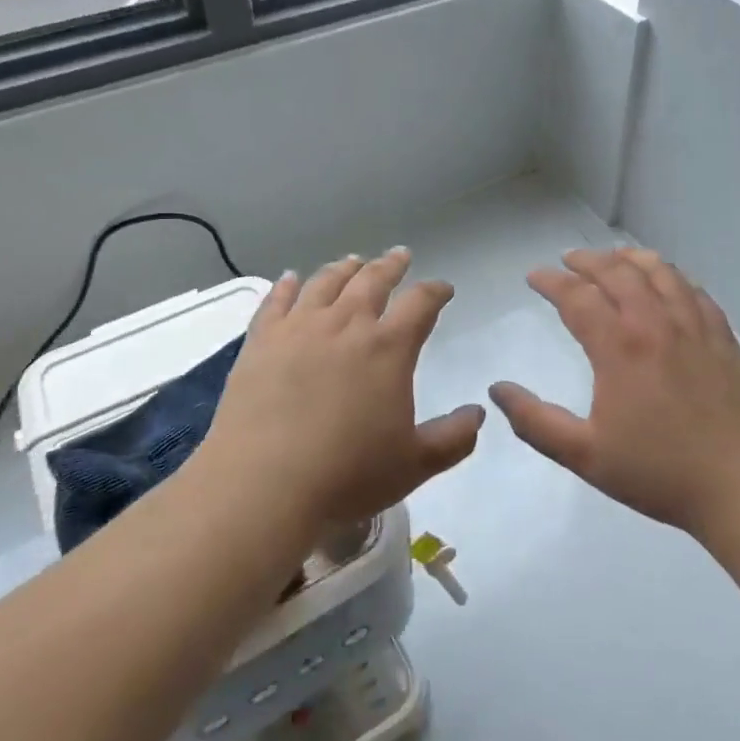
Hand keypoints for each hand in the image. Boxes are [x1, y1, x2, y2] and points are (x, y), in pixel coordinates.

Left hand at [202, 249, 484, 533]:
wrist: (263, 485)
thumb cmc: (347, 476)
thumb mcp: (414, 464)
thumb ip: (453, 437)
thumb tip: (478, 412)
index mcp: (388, 348)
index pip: (420, 303)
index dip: (435, 291)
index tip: (443, 288)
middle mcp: (346, 324)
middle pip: (372, 280)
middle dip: (391, 265)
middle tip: (399, 255)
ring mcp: (299, 327)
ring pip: (326, 282)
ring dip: (344, 268)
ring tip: (353, 261)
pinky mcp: (261, 340)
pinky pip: (277, 300)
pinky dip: (288, 285)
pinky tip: (292, 278)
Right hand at [488, 248, 739, 541]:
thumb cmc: (661, 473)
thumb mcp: (586, 457)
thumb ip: (536, 422)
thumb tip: (498, 389)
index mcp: (619, 347)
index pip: (577, 296)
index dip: (551, 281)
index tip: (534, 276)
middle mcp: (656, 324)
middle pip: (617, 273)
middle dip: (587, 261)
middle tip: (568, 260)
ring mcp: (695, 327)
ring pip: (659, 272)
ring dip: (629, 259)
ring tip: (613, 258)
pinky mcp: (724, 337)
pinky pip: (694, 291)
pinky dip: (672, 276)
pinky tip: (667, 281)